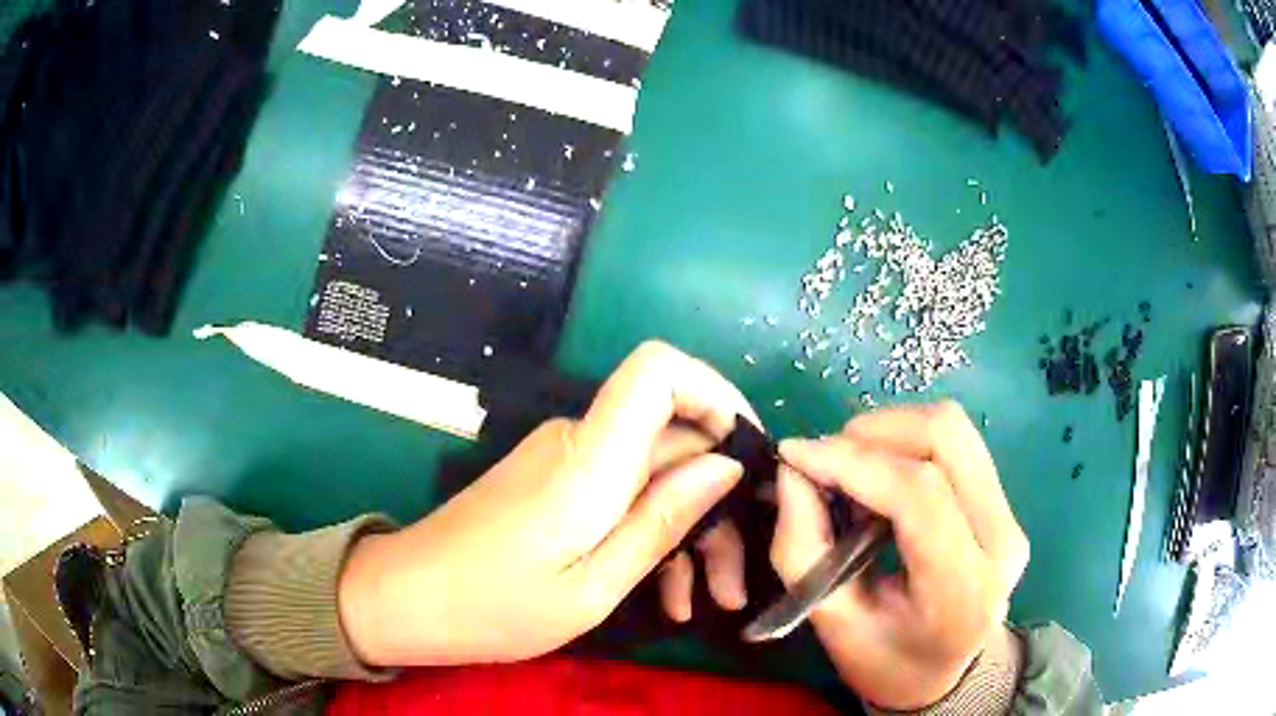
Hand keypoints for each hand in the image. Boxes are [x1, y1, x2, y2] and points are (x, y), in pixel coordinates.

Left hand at [338, 342, 757, 665]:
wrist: (409, 600)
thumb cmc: (495, 607)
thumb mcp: (593, 587)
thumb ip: (661, 520)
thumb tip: (725, 465)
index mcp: (589, 459)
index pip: (658, 368)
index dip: (715, 391)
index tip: (750, 454)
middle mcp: (579, 442)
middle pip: (673, 436)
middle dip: (718, 501)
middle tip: (734, 580)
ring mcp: (566, 461)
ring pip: (655, 474)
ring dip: (689, 531)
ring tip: (706, 600)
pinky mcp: (556, 483)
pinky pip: (622, 493)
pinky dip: (651, 534)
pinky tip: (666, 593)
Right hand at [770, 402, 1028, 710]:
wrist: (942, 674)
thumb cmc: (884, 661)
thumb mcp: (831, 622)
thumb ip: (802, 548)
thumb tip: (793, 470)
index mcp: (961, 589)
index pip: (917, 494)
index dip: (852, 461)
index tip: (795, 454)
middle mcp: (1001, 541)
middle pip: (945, 438)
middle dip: (874, 432)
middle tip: (827, 459)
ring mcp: (1011, 517)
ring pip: (954, 429)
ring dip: (891, 431)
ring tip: (853, 466)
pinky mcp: (1006, 504)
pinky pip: (958, 445)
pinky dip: (909, 442)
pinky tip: (883, 473)